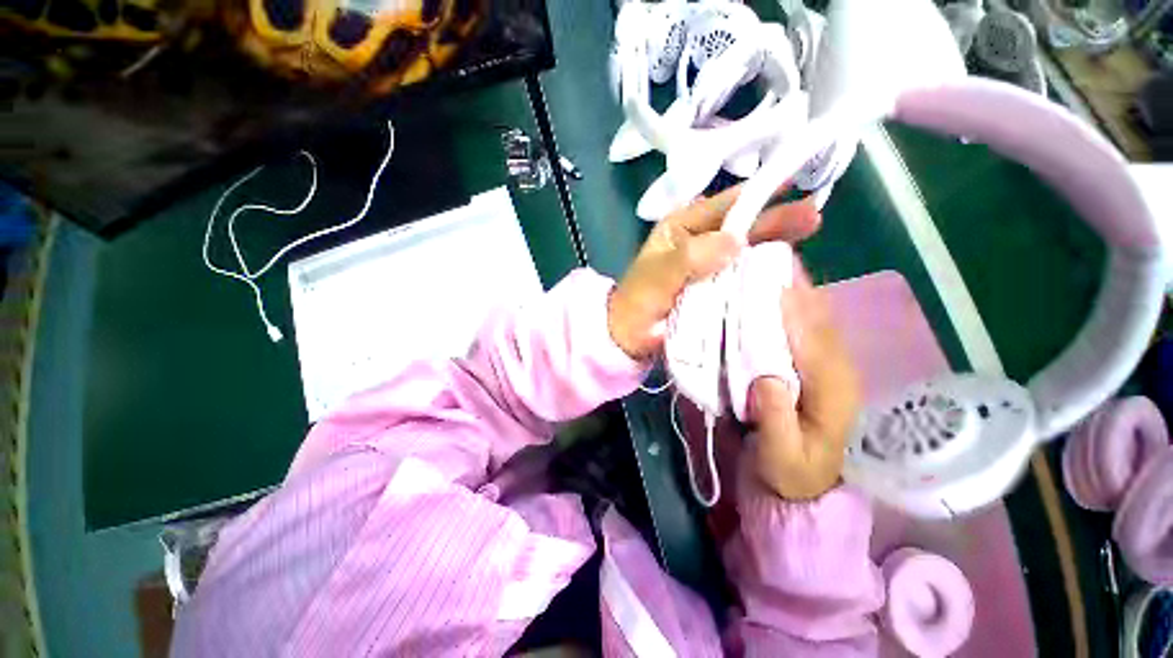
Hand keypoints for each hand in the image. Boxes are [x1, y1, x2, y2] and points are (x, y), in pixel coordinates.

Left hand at [608, 186, 820, 359]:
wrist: (630, 336)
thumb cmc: (637, 301)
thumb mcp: (657, 276)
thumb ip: (689, 259)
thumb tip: (736, 241)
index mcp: (681, 228)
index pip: (722, 205)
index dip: (756, 193)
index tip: (794, 182)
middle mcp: (699, 242)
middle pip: (742, 226)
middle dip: (775, 219)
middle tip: (813, 215)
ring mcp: (710, 267)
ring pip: (746, 252)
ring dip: (774, 247)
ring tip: (809, 237)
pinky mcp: (717, 290)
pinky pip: (743, 279)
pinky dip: (763, 276)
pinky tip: (788, 274)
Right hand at [749, 269, 860, 499]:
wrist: (806, 483)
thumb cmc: (790, 471)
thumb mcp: (781, 458)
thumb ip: (776, 422)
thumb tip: (765, 378)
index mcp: (833, 390)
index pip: (813, 340)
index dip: (793, 308)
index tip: (772, 279)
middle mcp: (837, 369)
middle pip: (818, 320)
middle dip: (796, 288)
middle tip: (769, 258)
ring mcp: (829, 365)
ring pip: (815, 319)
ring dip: (795, 291)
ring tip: (772, 264)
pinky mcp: (817, 365)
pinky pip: (806, 328)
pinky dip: (793, 306)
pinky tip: (776, 291)